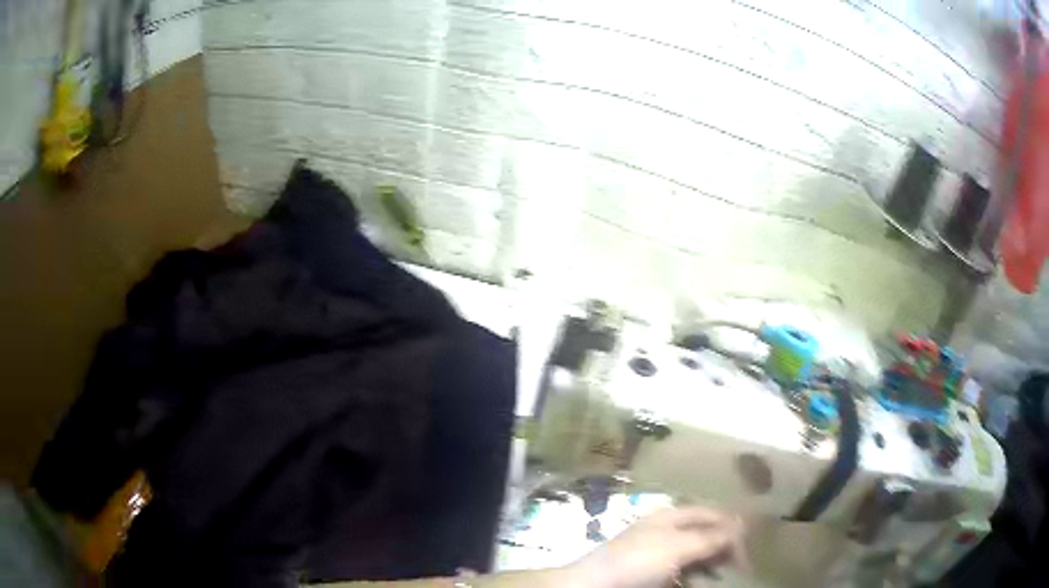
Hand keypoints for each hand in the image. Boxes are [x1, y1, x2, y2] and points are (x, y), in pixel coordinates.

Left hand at [562, 507, 743, 587]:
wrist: (593, 586)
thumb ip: (709, 537)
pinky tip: (702, 582)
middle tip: (739, 566)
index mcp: (672, 516)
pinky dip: (697, 575)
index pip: (712, 515)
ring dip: (713, 563)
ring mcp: (660, 552)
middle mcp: (668, 530)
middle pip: (706, 533)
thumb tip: (742, 523)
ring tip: (724, 576)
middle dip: (724, 547)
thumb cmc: (636, 562)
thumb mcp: (676, 547)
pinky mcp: (654, 572)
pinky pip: (684, 570)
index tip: (748, 549)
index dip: (733, 528)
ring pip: (697, 554)